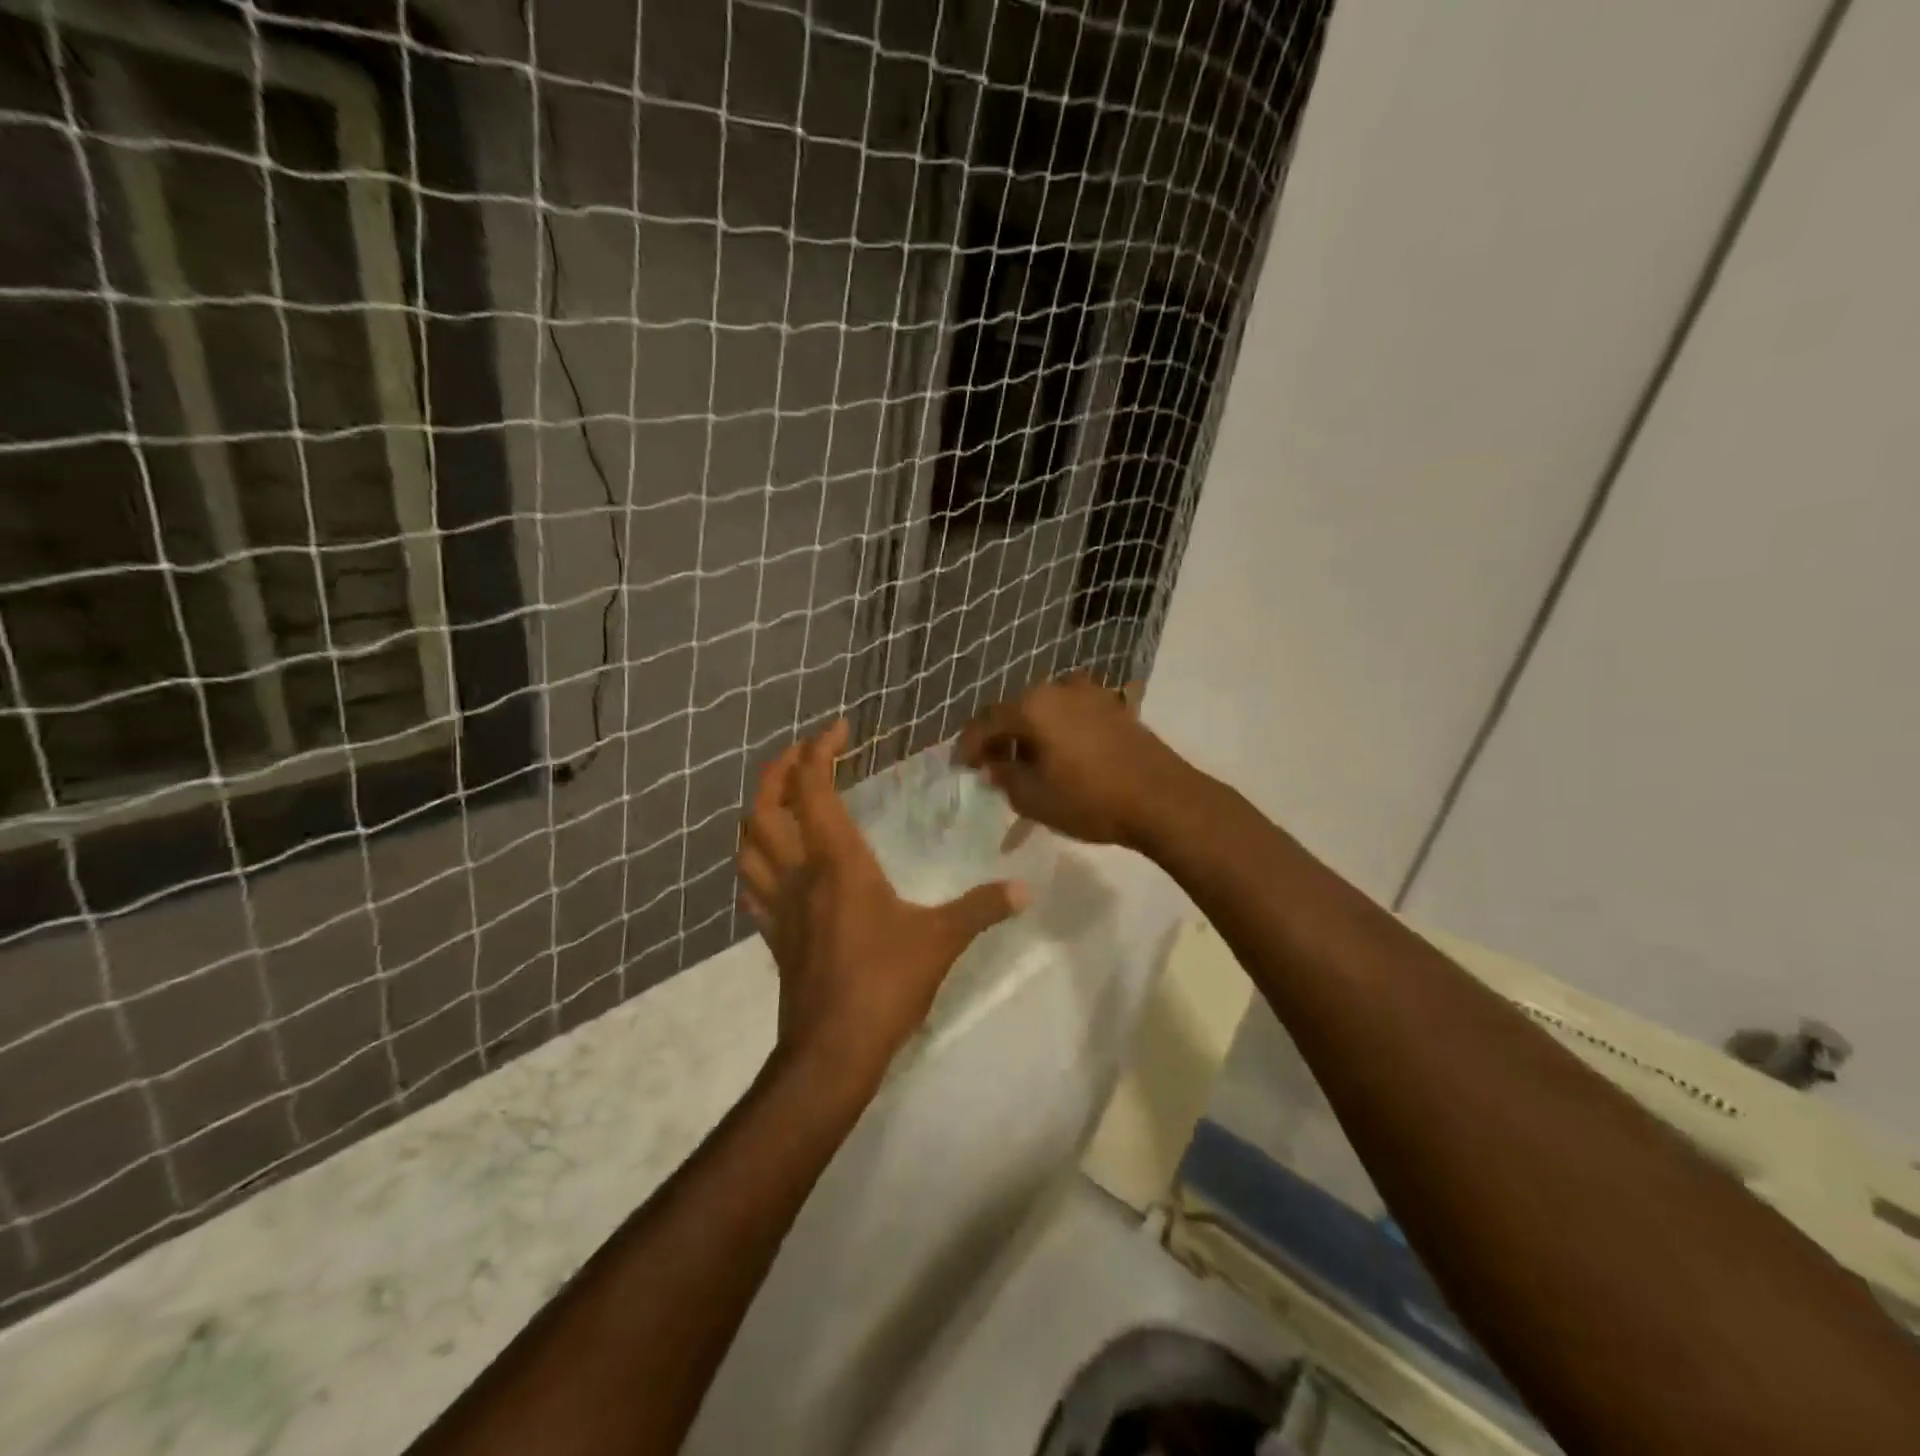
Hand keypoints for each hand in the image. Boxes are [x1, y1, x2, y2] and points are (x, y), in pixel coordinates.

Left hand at [736, 721, 1027, 1085]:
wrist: (832, 1051)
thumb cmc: (885, 984)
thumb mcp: (942, 941)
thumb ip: (982, 908)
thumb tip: (1025, 888)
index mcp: (837, 861)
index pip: (814, 787)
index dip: (819, 749)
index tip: (839, 729)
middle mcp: (799, 872)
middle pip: (766, 805)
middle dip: (778, 769)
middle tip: (803, 753)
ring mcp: (778, 904)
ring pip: (748, 841)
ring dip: (759, 809)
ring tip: (782, 798)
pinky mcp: (772, 934)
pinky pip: (751, 882)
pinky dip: (756, 858)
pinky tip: (772, 861)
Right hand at [955, 672, 1195, 849]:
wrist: (1163, 800)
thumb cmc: (1090, 800)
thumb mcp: (1034, 798)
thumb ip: (1004, 777)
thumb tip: (994, 765)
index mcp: (1033, 706)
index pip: (986, 721)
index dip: (969, 745)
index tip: (960, 766)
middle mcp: (1059, 688)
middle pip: (1016, 710)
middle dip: (999, 737)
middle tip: (990, 765)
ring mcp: (1090, 694)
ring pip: (1044, 711)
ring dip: (1028, 733)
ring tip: (1024, 762)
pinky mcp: (1113, 707)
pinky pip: (1069, 714)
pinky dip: (1054, 731)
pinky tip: (1057, 755)